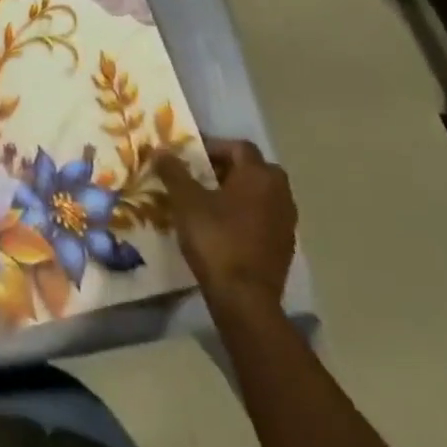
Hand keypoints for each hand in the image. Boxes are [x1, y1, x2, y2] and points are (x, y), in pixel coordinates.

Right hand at [156, 139, 296, 302]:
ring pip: (262, 194)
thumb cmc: (215, 239)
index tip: (190, 157)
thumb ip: (173, 171)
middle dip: (229, 168)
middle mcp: (280, 194)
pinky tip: (224, 227)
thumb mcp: (185, 201)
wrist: (244, 299)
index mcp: (259, 176)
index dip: (213, 146)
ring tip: (209, 202)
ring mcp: (286, 222)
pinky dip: (247, 215)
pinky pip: (265, 217)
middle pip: (254, 169)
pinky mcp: (284, 247)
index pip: (239, 147)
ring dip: (239, 192)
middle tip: (202, 176)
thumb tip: (160, 149)